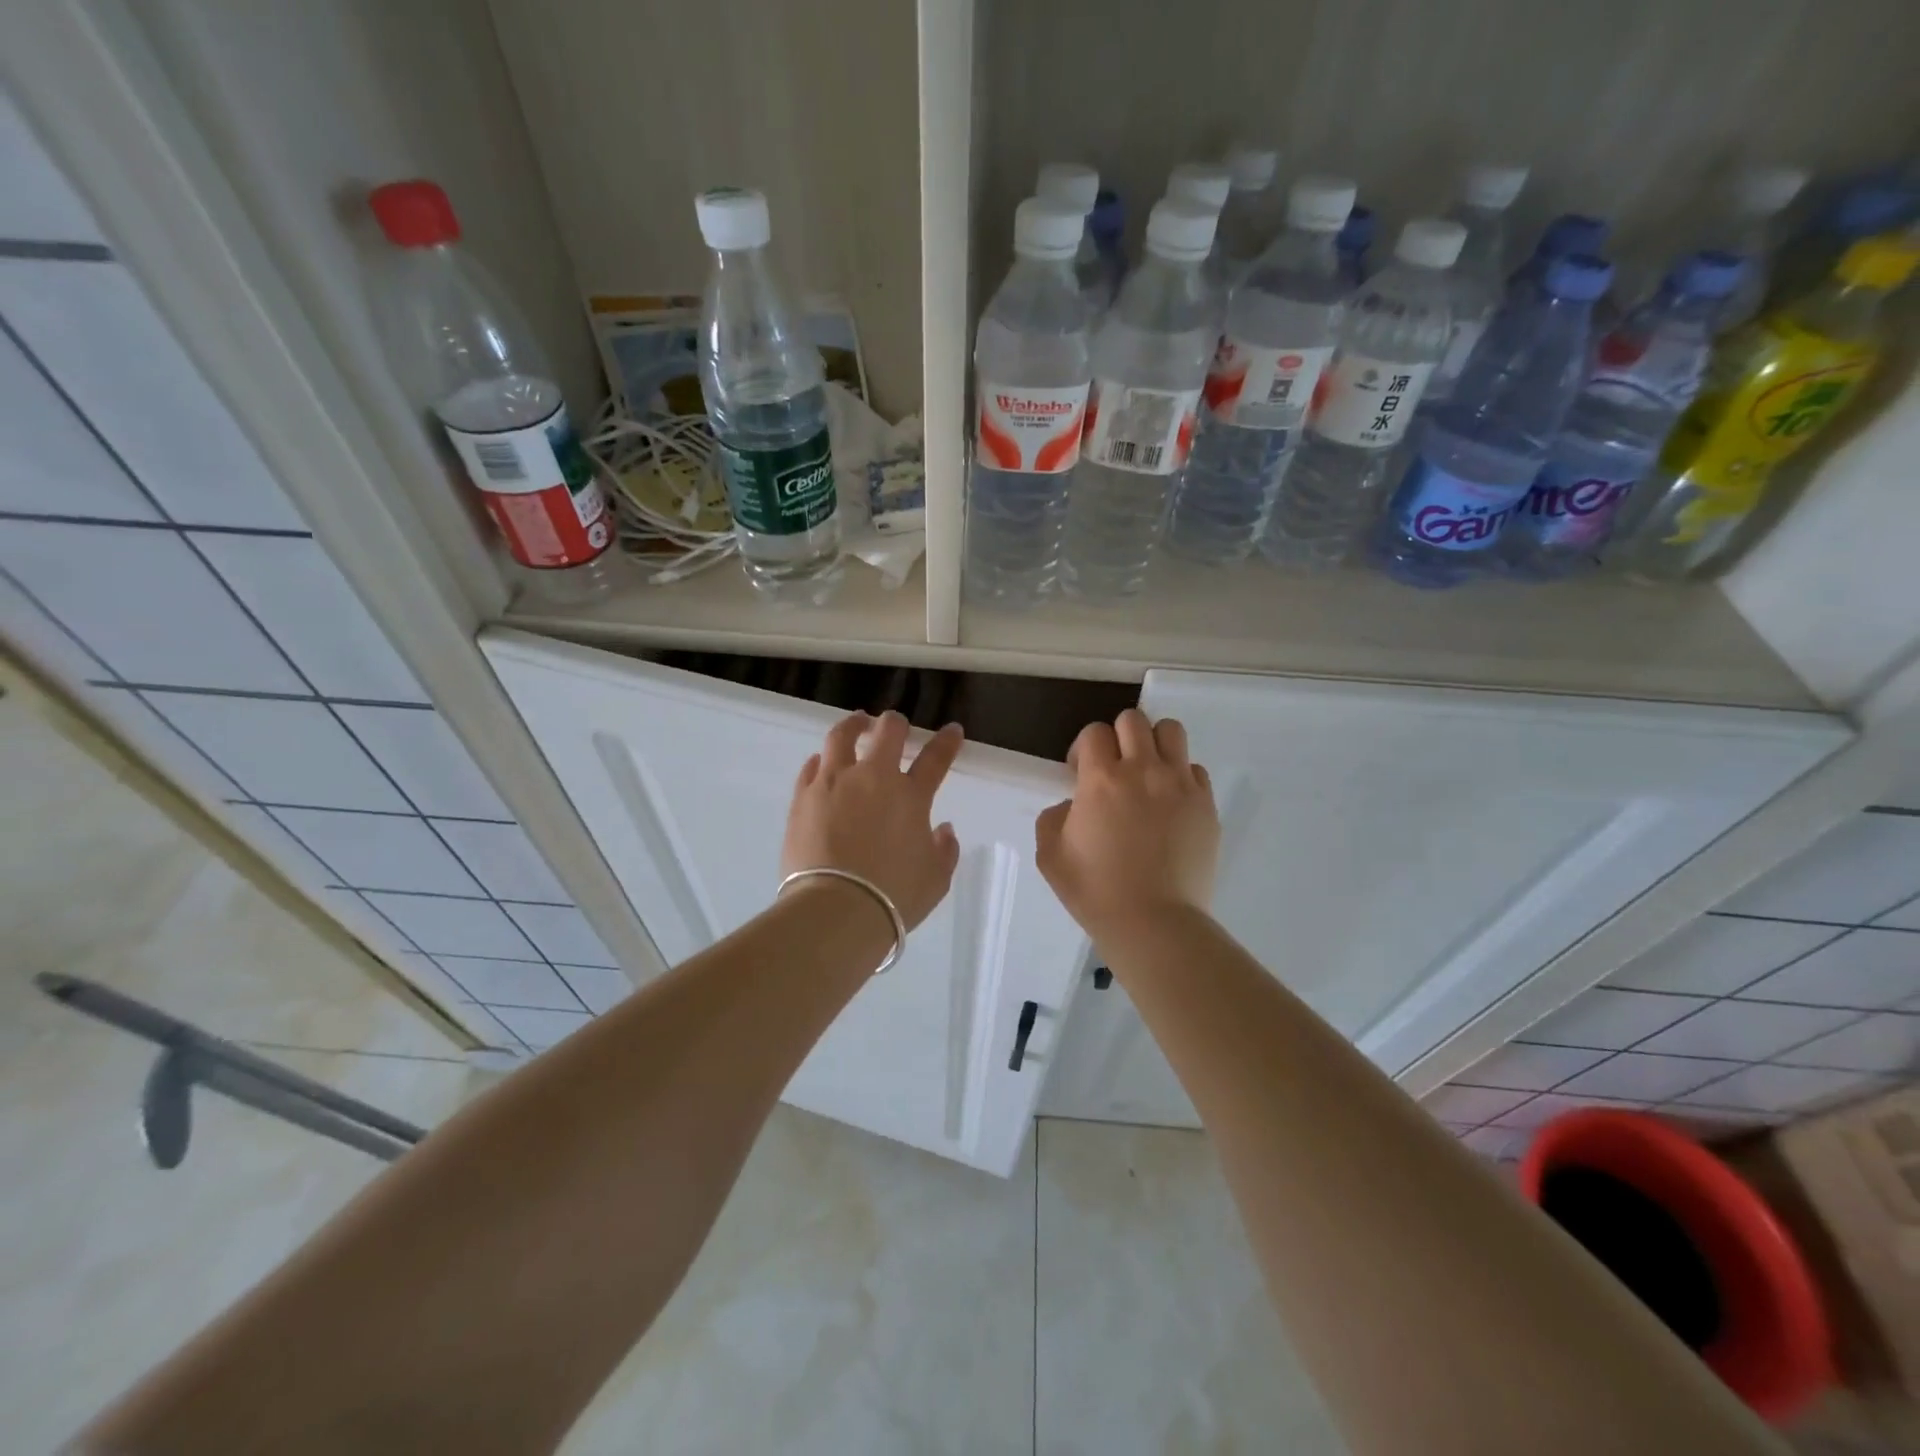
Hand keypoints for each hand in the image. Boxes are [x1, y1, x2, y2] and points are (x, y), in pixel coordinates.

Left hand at [782, 711, 963, 930]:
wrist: (836, 910)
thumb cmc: (894, 897)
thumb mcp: (935, 880)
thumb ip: (944, 850)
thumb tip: (942, 829)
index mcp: (910, 796)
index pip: (935, 758)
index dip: (946, 742)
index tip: (952, 730)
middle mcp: (872, 779)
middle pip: (887, 732)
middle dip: (895, 724)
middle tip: (896, 726)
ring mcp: (833, 783)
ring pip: (841, 736)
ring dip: (853, 726)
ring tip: (856, 725)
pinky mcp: (803, 797)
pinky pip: (812, 767)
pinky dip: (822, 760)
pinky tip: (822, 763)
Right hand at [1035, 708, 1218, 942]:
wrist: (1154, 923)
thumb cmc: (1095, 891)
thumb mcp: (1050, 856)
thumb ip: (1052, 818)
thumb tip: (1072, 805)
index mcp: (1101, 779)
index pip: (1094, 732)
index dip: (1084, 749)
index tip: (1080, 774)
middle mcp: (1143, 770)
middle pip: (1133, 720)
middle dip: (1118, 737)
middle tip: (1114, 769)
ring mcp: (1180, 785)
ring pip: (1171, 732)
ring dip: (1154, 744)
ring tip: (1148, 774)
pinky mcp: (1206, 804)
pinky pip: (1195, 770)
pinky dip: (1180, 777)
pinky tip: (1171, 804)